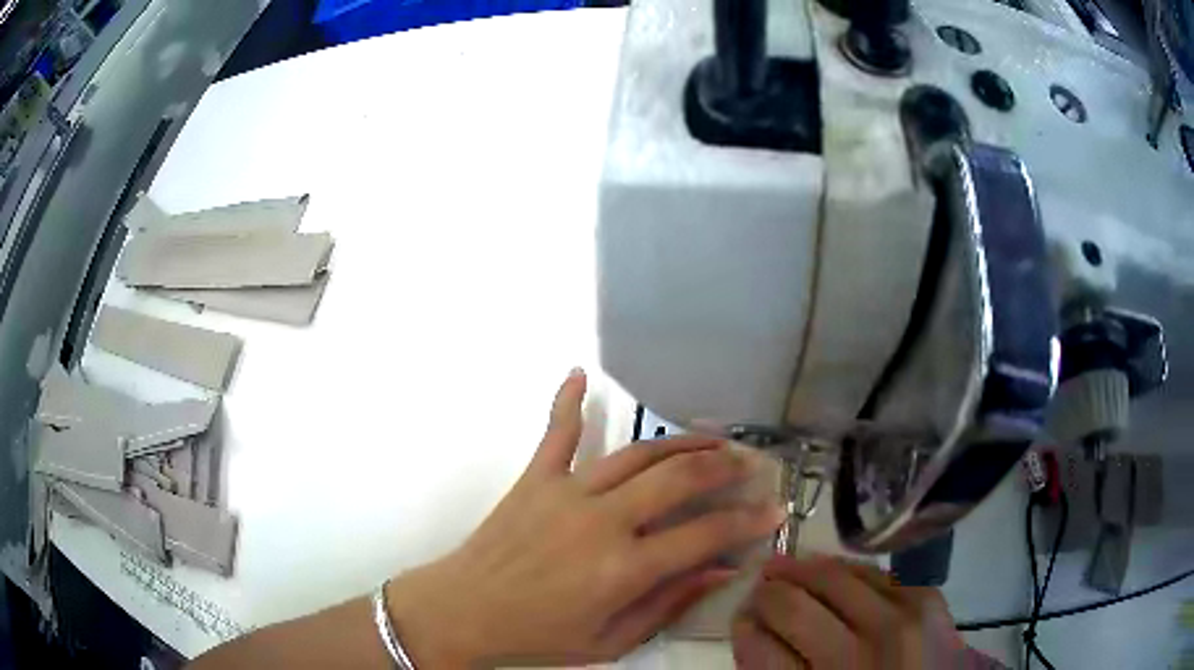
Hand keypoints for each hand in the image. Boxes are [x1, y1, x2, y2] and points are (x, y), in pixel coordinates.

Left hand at [385, 369, 785, 666]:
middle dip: (723, 468)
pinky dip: (567, 401)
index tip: (775, 510)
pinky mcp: (535, 478)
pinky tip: (579, 373)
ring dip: (680, 442)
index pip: (705, 535)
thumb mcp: (613, 639)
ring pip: (636, 453)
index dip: (749, 521)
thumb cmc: (540, 635)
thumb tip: (721, 569)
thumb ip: (669, 603)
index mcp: (624, 568)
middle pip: (678, 479)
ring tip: (712, 439)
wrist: (465, 611)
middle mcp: (602, 520)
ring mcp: (566, 492)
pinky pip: (556, 432)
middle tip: (750, 464)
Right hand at [733, 556, 966, 668]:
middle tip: (761, 588)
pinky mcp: (926, 599)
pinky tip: (835, 576)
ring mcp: (900, 622)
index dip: (743, 627)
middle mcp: (859, 655)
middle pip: (793, 605)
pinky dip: (847, 572)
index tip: (741, 617)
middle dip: (766, 593)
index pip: (759, 646)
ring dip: (804, 571)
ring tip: (790, 571)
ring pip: (833, 576)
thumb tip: (752, 627)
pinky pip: (874, 572)